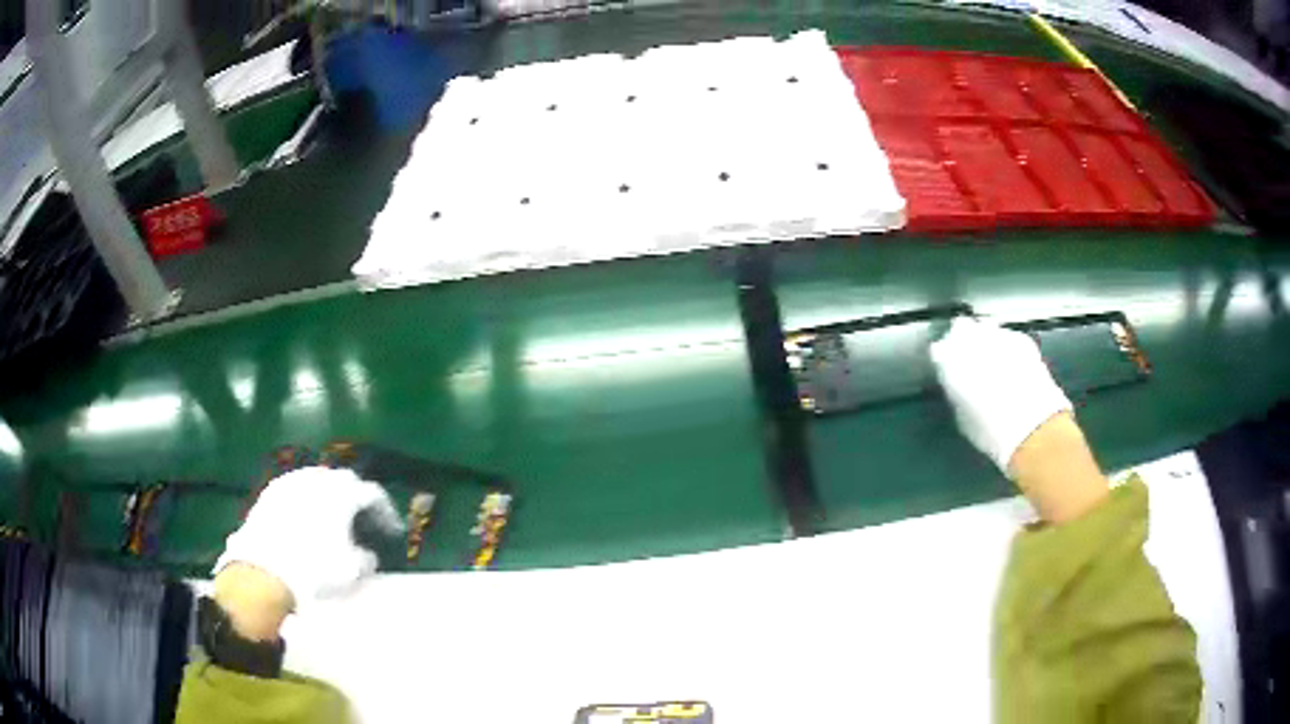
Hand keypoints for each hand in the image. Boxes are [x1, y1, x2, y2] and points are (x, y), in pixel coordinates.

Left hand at [214, 467, 403, 609]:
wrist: (265, 569)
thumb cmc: (315, 568)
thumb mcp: (352, 570)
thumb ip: (365, 558)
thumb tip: (366, 554)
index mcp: (343, 493)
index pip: (373, 494)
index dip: (386, 512)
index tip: (391, 531)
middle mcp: (319, 478)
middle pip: (344, 482)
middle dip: (356, 500)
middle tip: (362, 521)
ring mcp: (292, 481)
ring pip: (318, 482)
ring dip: (329, 498)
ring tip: (332, 520)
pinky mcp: (271, 491)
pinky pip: (296, 490)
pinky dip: (306, 502)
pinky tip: (305, 521)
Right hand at [932, 318, 1108, 522]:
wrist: (1035, 431)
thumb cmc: (994, 434)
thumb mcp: (965, 419)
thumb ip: (958, 395)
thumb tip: (958, 387)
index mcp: (954, 364)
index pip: (940, 350)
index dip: (943, 358)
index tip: (945, 366)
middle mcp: (975, 343)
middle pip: (962, 328)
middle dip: (963, 339)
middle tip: (965, 355)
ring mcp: (1001, 338)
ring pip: (986, 328)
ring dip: (984, 338)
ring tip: (988, 355)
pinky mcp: (1023, 342)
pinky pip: (1007, 335)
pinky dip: (1004, 342)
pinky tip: (1007, 358)